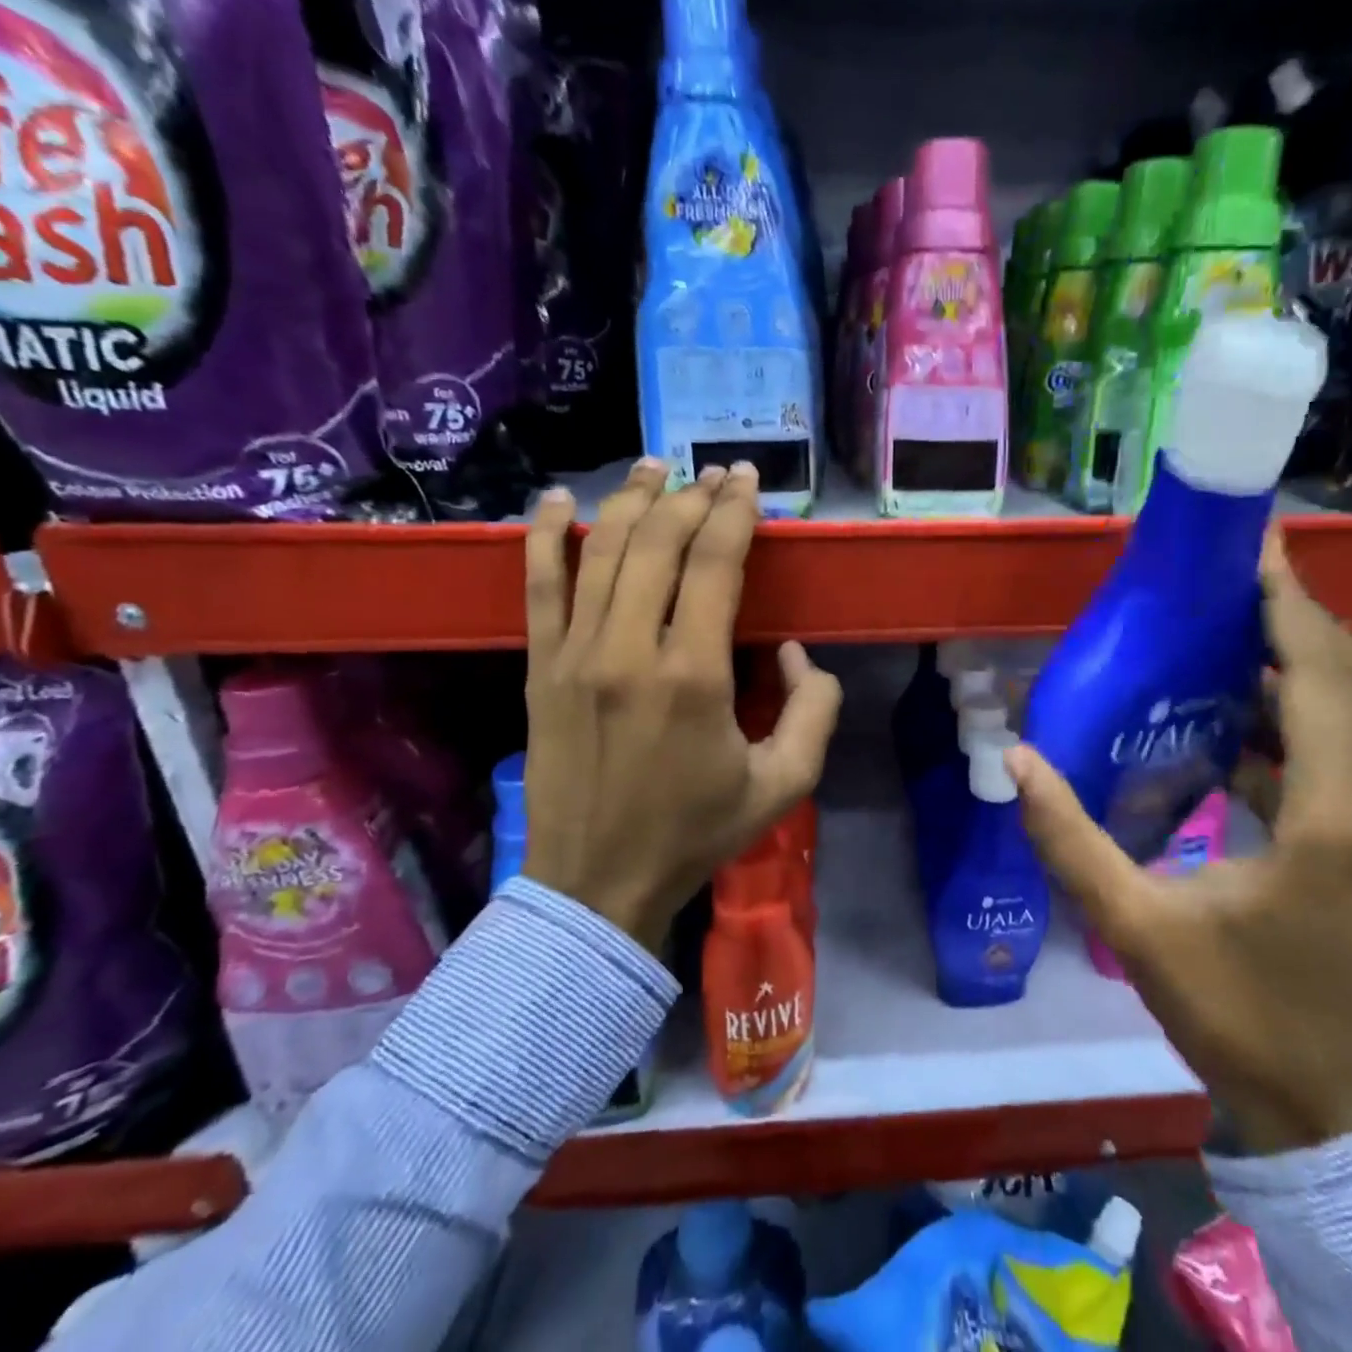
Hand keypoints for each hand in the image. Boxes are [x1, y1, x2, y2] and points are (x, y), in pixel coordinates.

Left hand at [521, 459, 842, 949]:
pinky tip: (557, 498)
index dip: (734, 512)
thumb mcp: (785, 783)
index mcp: (694, 675)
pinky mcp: (541, 668)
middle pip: (658, 542)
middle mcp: (629, 649)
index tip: (747, 481)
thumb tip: (791, 650)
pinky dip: (544, 535)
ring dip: (630, 499)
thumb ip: (814, 708)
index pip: (714, 563)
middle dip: (691, 496)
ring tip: (653, 467)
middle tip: (714, 475)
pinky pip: (537, 586)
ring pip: (600, 550)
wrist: (597, 884)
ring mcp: (575, 654)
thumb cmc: (696, 833)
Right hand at [1006, 531, 1351, 1152]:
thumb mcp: (1137, 926)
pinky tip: (1248, 710)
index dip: (1287, 602)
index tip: (1252, 545)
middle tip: (1231, 573)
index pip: (1320, 675)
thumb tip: (1014, 759)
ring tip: (1234, 623)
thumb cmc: (1234, 1013)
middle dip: (1297, 613)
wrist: (1327, 1106)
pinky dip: (1312, 709)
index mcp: (1334, 818)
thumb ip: (1069, 839)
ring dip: (1307, 657)